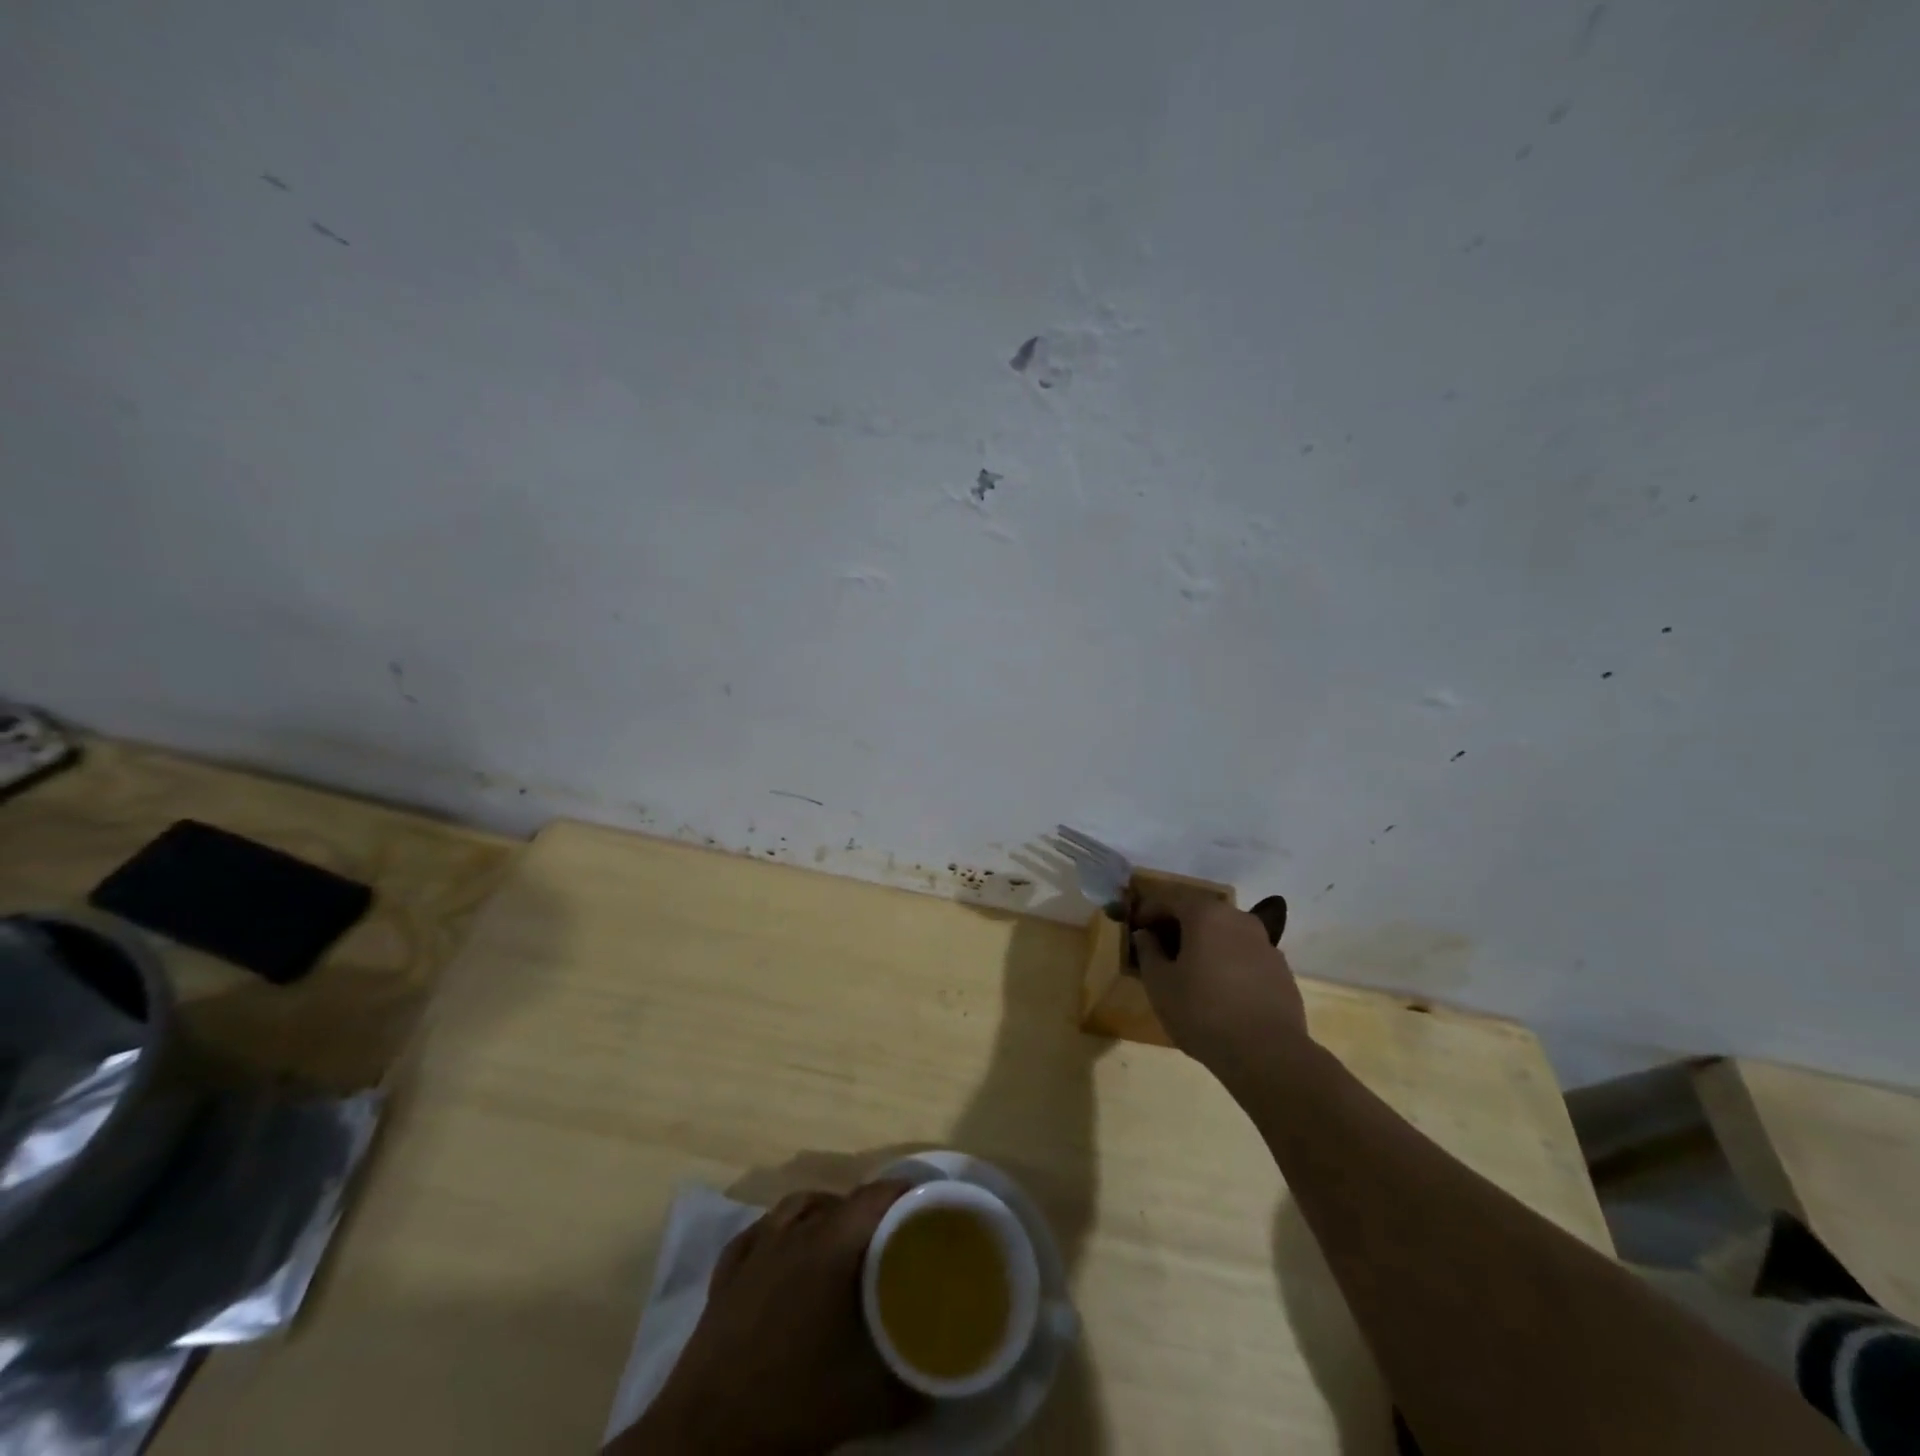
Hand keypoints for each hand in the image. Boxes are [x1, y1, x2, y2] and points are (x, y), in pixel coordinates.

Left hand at [618, 1182, 923, 1454]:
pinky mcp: (727, 1271)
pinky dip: (780, 1232)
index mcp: (830, 1246)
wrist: (704, 1436)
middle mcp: (794, 1231)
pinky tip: (785, 1253)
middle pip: (841, 1200)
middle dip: (870, 1212)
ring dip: (825, 1214)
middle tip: (890, 1240)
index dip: (906, 1194)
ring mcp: (756, 1247)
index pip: (877, 1196)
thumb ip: (907, 1387)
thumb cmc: (788, 1404)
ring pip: (798, 1205)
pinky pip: (761, 1231)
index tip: (927, 1209)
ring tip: (842, 1242)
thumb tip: (938, 1386)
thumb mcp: (862, 1401)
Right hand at [1131, 888, 1308, 1075]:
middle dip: (1178, 926)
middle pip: (1200, 913)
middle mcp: (1238, 918)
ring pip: (1225, 933)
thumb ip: (1148, 951)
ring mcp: (1265, 943)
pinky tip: (1220, 989)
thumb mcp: (1159, 983)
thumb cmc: (1202, 1012)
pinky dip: (1228, 961)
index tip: (1136, 928)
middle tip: (1160, 948)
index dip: (1148, 911)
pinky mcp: (1281, 969)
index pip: (1169, 899)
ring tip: (1190, 971)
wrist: (1267, 1054)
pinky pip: (1245, 955)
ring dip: (1205, 944)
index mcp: (1206, 915)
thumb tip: (1146, 935)